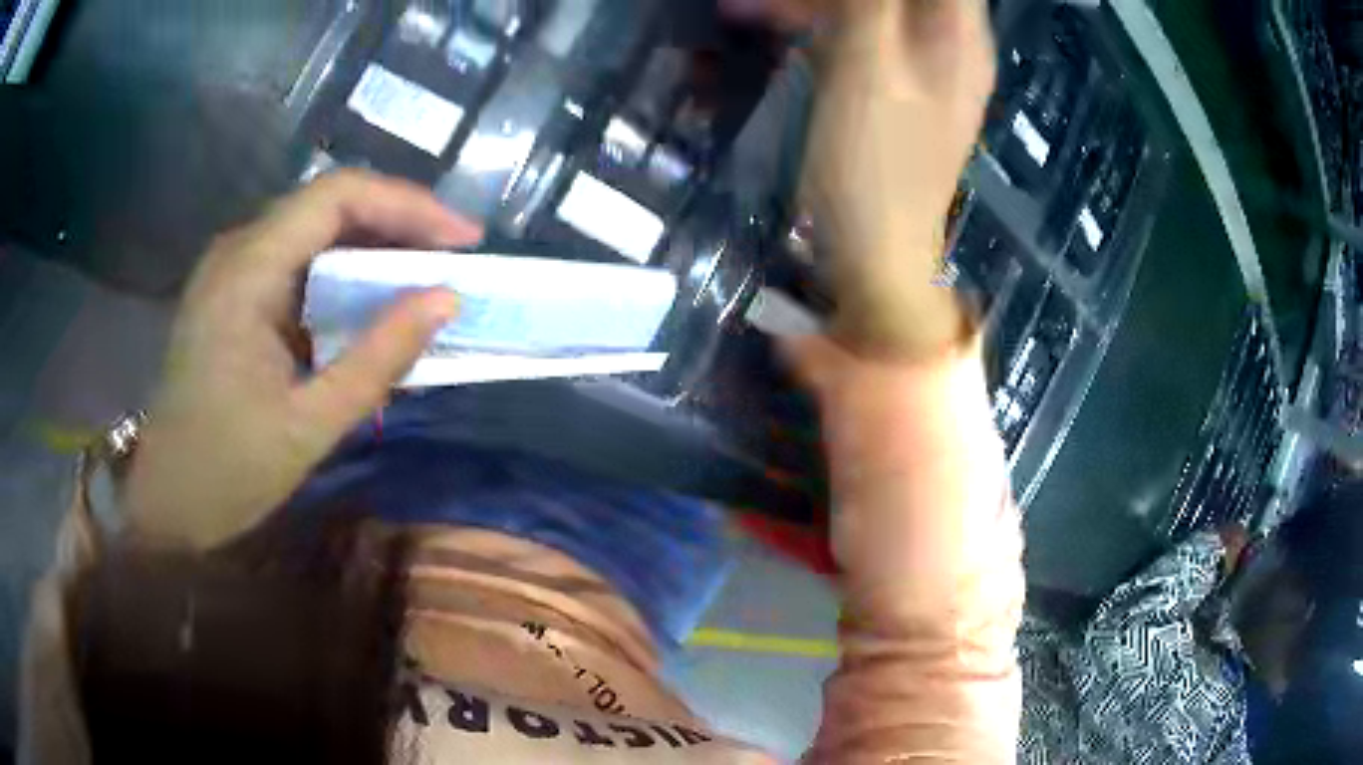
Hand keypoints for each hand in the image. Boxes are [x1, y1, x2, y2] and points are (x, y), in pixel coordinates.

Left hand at [124, 170, 480, 551]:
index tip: (462, 239)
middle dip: (397, 220)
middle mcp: (237, 251)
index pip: (336, 196)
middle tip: (453, 256)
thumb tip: (446, 300)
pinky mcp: (232, 294)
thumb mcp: (309, 425)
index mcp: (247, 272)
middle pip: (327, 203)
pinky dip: (342, 269)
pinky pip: (297, 259)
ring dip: (372, 242)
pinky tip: (369, 297)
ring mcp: (231, 270)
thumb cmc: (228, 472)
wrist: (167, 504)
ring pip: (313, 227)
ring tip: (424, 272)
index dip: (407, 204)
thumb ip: (378, 359)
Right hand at [801, 0, 994, 357]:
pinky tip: (770, 26)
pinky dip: (816, 26)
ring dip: (814, 3)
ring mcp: (922, 69)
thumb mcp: (868, 68)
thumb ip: (869, 4)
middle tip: (776, 1)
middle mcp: (949, 45)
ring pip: (873, 8)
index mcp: (956, 35)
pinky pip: (858, 35)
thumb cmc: (874, 166)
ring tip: (749, 7)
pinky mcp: (894, 89)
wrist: (876, 256)